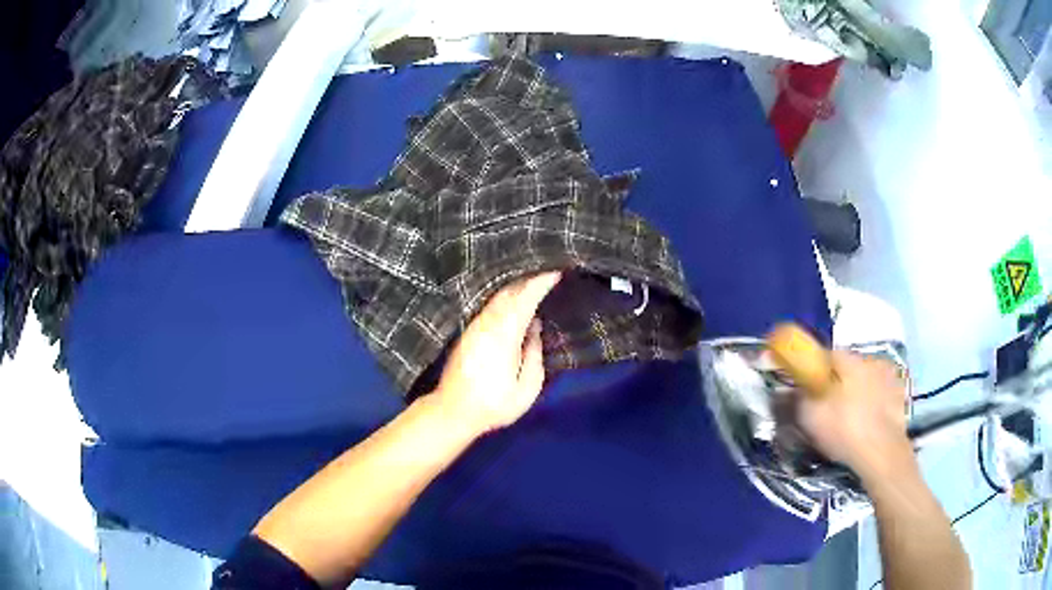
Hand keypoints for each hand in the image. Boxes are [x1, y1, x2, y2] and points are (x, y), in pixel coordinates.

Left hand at [434, 272, 561, 436]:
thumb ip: (534, 354)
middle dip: (529, 278)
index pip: (525, 299)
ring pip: (497, 297)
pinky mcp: (467, 331)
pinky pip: (489, 305)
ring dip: (515, 285)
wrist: (453, 410)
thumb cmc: (494, 404)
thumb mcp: (526, 388)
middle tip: (547, 269)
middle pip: (509, 291)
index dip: (540, 282)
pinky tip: (512, 298)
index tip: (556, 271)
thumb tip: (535, 327)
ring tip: (533, 279)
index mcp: (504, 335)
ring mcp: (474, 325)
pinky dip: (503, 296)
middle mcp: (487, 323)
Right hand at [797, 352, 915, 482]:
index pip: (825, 355)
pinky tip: (867, 422)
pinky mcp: (900, 397)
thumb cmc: (844, 430)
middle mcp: (871, 360)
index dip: (814, 370)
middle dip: (837, 382)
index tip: (806, 388)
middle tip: (828, 405)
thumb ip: (797, 397)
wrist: (882, 453)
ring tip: (850, 417)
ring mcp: (890, 377)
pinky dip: (873, 403)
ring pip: (867, 380)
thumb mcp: (810, 416)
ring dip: (858, 391)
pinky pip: (881, 395)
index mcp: (849, 359)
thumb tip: (786, 388)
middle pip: (848, 367)